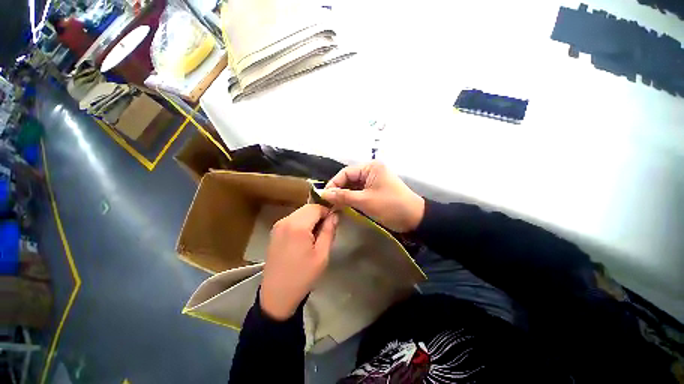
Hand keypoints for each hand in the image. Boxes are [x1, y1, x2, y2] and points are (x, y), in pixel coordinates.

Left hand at [260, 204, 338, 320]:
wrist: (277, 295)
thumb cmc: (303, 276)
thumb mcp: (322, 255)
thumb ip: (329, 231)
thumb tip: (335, 215)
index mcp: (298, 226)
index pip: (316, 207)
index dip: (327, 212)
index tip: (333, 223)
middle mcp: (286, 221)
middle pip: (307, 208)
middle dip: (319, 214)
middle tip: (325, 230)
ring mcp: (278, 225)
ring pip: (300, 213)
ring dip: (310, 219)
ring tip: (315, 236)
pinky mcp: (275, 231)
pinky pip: (292, 219)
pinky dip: (301, 223)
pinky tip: (304, 238)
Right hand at [322, 161, 424, 232]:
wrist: (414, 219)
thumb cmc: (390, 206)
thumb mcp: (365, 201)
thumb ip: (343, 196)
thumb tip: (323, 194)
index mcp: (371, 167)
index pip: (346, 172)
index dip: (334, 183)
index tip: (324, 196)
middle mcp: (371, 171)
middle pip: (349, 179)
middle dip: (339, 190)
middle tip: (328, 203)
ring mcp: (374, 181)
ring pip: (354, 187)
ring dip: (345, 196)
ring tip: (333, 206)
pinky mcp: (375, 191)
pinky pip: (360, 192)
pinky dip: (352, 199)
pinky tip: (344, 206)